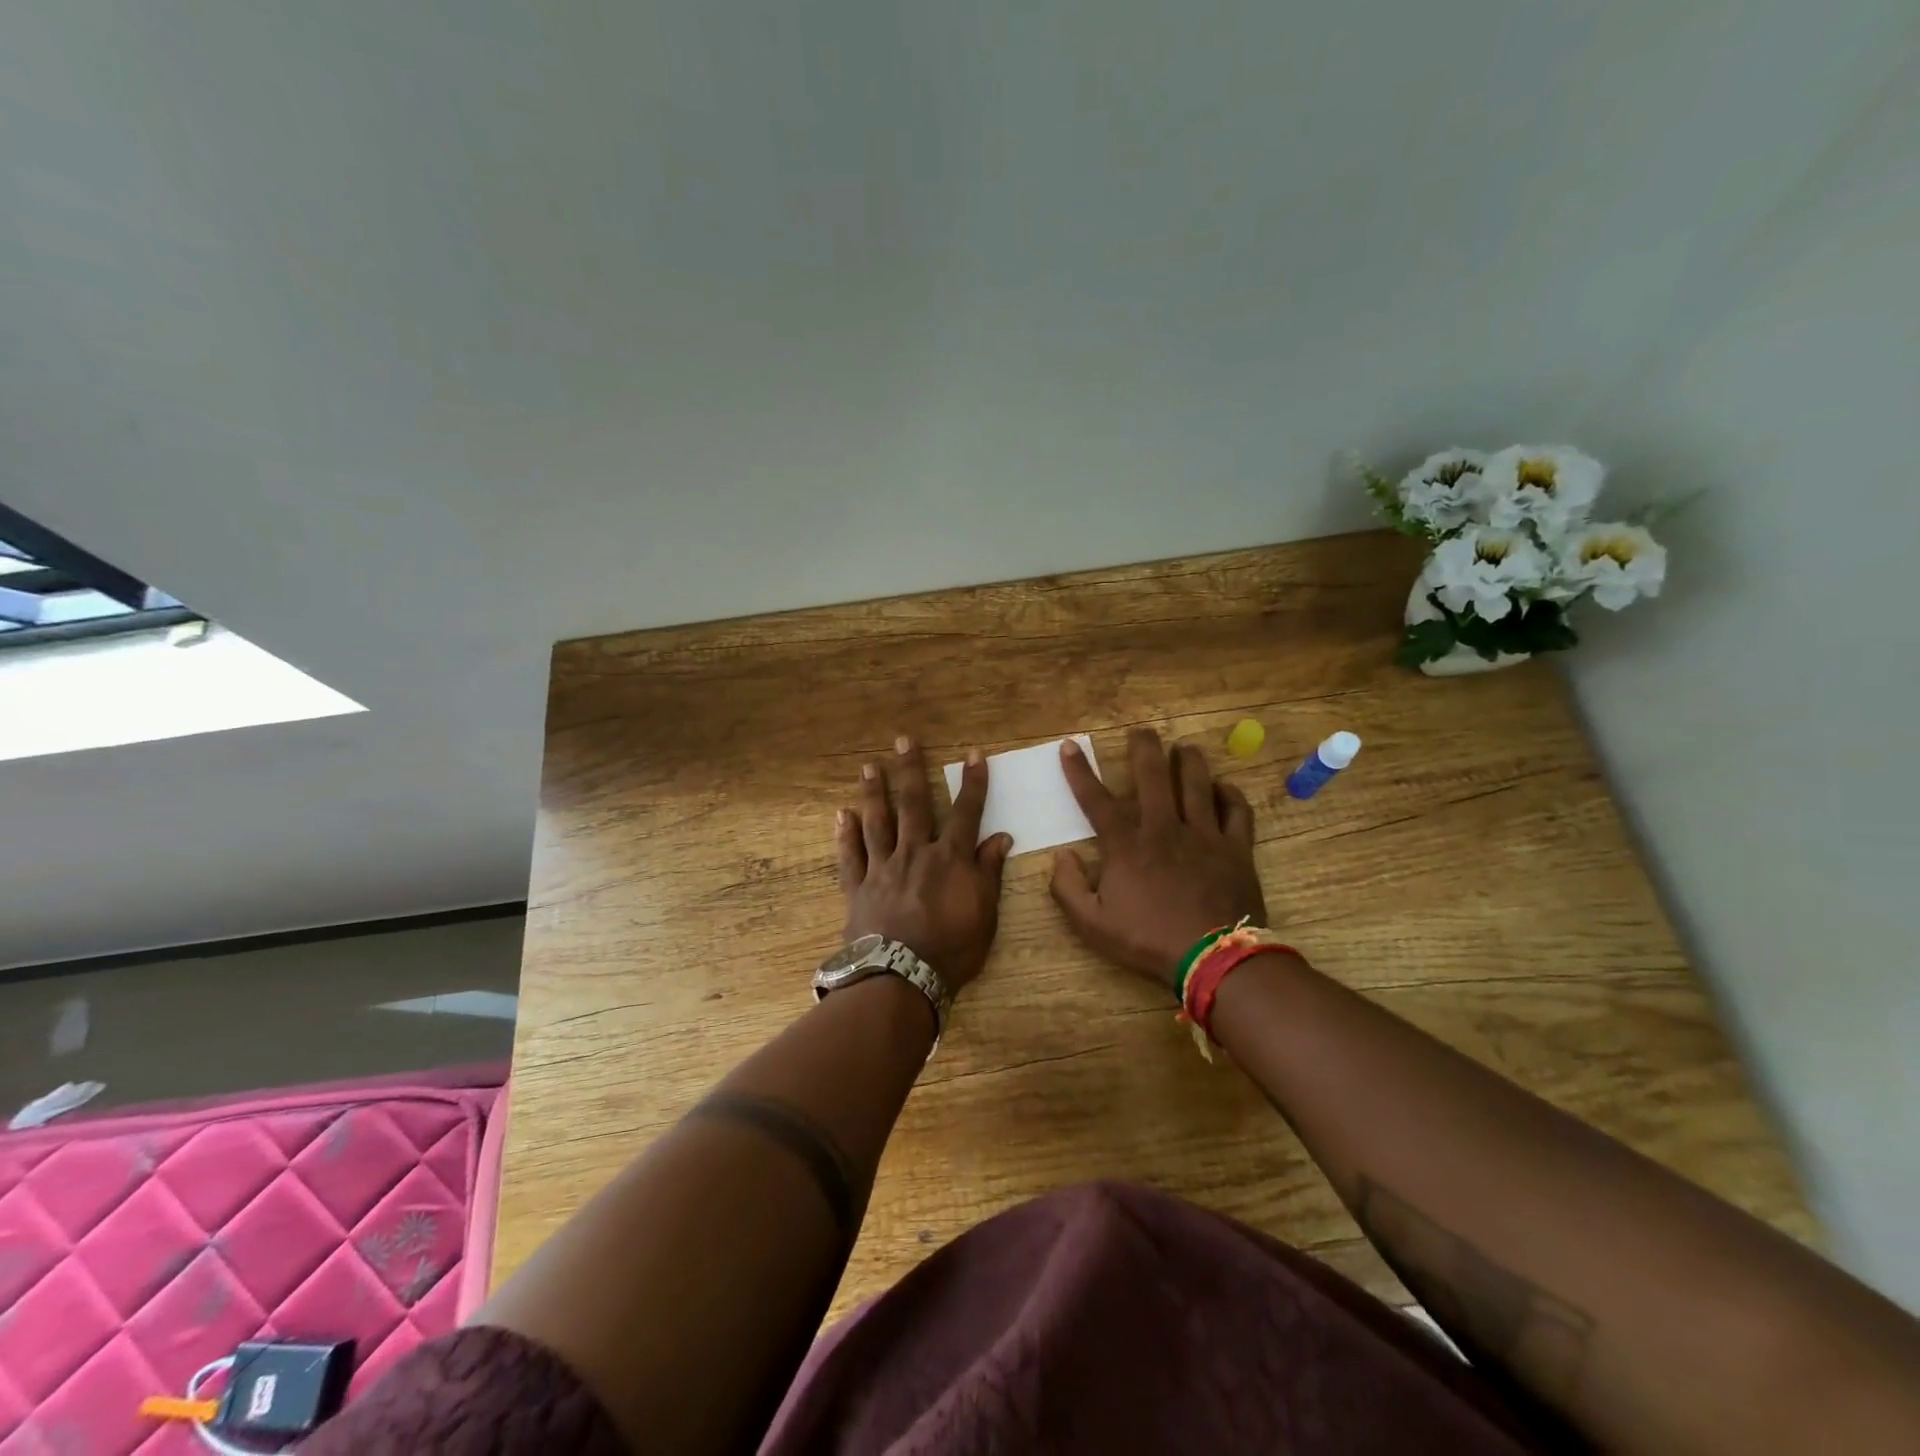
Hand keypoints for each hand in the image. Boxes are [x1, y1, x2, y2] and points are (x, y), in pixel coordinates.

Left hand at [837, 737, 1013, 993]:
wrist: (900, 979)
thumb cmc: (951, 950)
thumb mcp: (985, 914)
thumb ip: (989, 872)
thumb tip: (1001, 837)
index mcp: (949, 858)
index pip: (965, 812)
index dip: (972, 783)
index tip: (973, 754)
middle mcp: (915, 852)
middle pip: (913, 804)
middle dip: (910, 770)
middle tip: (902, 741)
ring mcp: (883, 868)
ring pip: (877, 822)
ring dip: (874, 792)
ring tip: (869, 767)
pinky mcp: (858, 887)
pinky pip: (851, 856)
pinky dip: (845, 835)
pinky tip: (841, 815)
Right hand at [1050, 728, 1266, 990]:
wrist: (1213, 958)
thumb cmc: (1148, 940)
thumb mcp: (1092, 924)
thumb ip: (1068, 888)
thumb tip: (1062, 856)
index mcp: (1127, 844)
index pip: (1096, 799)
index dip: (1080, 771)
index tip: (1071, 746)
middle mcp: (1164, 828)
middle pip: (1153, 776)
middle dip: (1144, 748)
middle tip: (1142, 730)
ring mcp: (1203, 834)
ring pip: (1196, 783)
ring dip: (1188, 761)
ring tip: (1184, 748)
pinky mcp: (1235, 848)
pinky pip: (1236, 811)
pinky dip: (1230, 794)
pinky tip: (1223, 787)